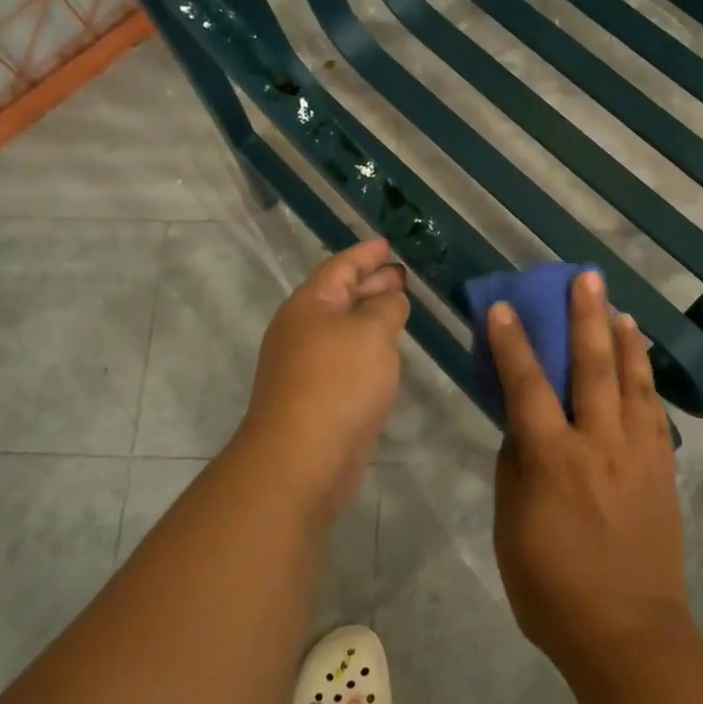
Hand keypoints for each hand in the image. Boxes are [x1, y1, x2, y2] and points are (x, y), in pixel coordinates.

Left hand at [233, 237, 409, 519]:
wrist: (302, 458)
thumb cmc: (338, 382)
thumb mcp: (371, 332)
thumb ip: (386, 307)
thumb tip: (390, 299)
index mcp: (309, 304)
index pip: (341, 267)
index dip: (366, 254)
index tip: (387, 245)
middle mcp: (302, 330)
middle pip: (340, 296)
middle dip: (370, 284)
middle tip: (401, 275)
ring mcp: (305, 366)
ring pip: (343, 329)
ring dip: (370, 317)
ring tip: (399, 308)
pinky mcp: (315, 397)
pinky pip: (345, 359)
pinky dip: (367, 349)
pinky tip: (386, 354)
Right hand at [488, 269, 694, 679]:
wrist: (628, 635)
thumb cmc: (552, 588)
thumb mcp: (511, 528)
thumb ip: (516, 468)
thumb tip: (522, 428)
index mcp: (554, 460)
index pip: (528, 386)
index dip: (513, 343)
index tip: (505, 306)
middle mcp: (600, 445)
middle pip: (593, 368)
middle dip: (586, 318)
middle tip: (586, 277)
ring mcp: (639, 456)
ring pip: (633, 383)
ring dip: (624, 341)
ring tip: (619, 309)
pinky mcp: (663, 471)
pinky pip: (655, 414)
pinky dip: (647, 382)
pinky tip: (641, 366)